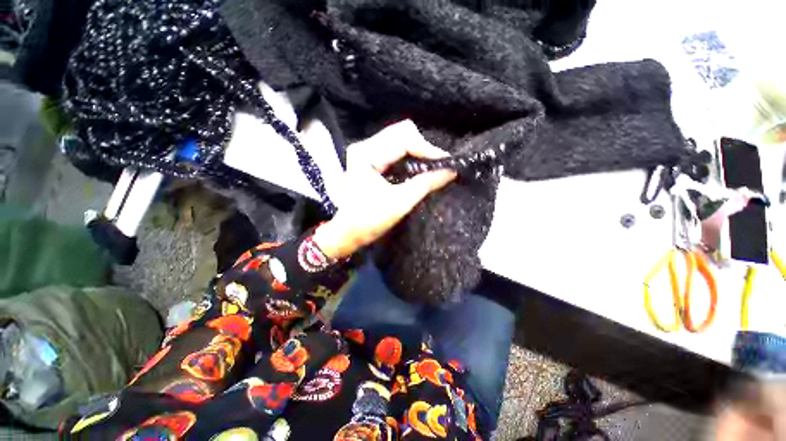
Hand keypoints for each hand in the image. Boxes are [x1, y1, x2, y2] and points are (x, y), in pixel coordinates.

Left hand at [313, 121, 456, 258]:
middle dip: (423, 148)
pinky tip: (418, 167)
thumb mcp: (400, 203)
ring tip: (431, 166)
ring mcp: (366, 151)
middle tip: (438, 165)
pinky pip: (395, 148)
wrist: (347, 232)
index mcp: (366, 155)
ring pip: (399, 139)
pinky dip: (410, 155)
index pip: (403, 139)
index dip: (427, 149)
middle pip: (401, 133)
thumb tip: (451, 171)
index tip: (445, 162)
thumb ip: (426, 184)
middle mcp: (364, 146)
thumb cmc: (368, 221)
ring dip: (417, 151)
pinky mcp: (370, 159)